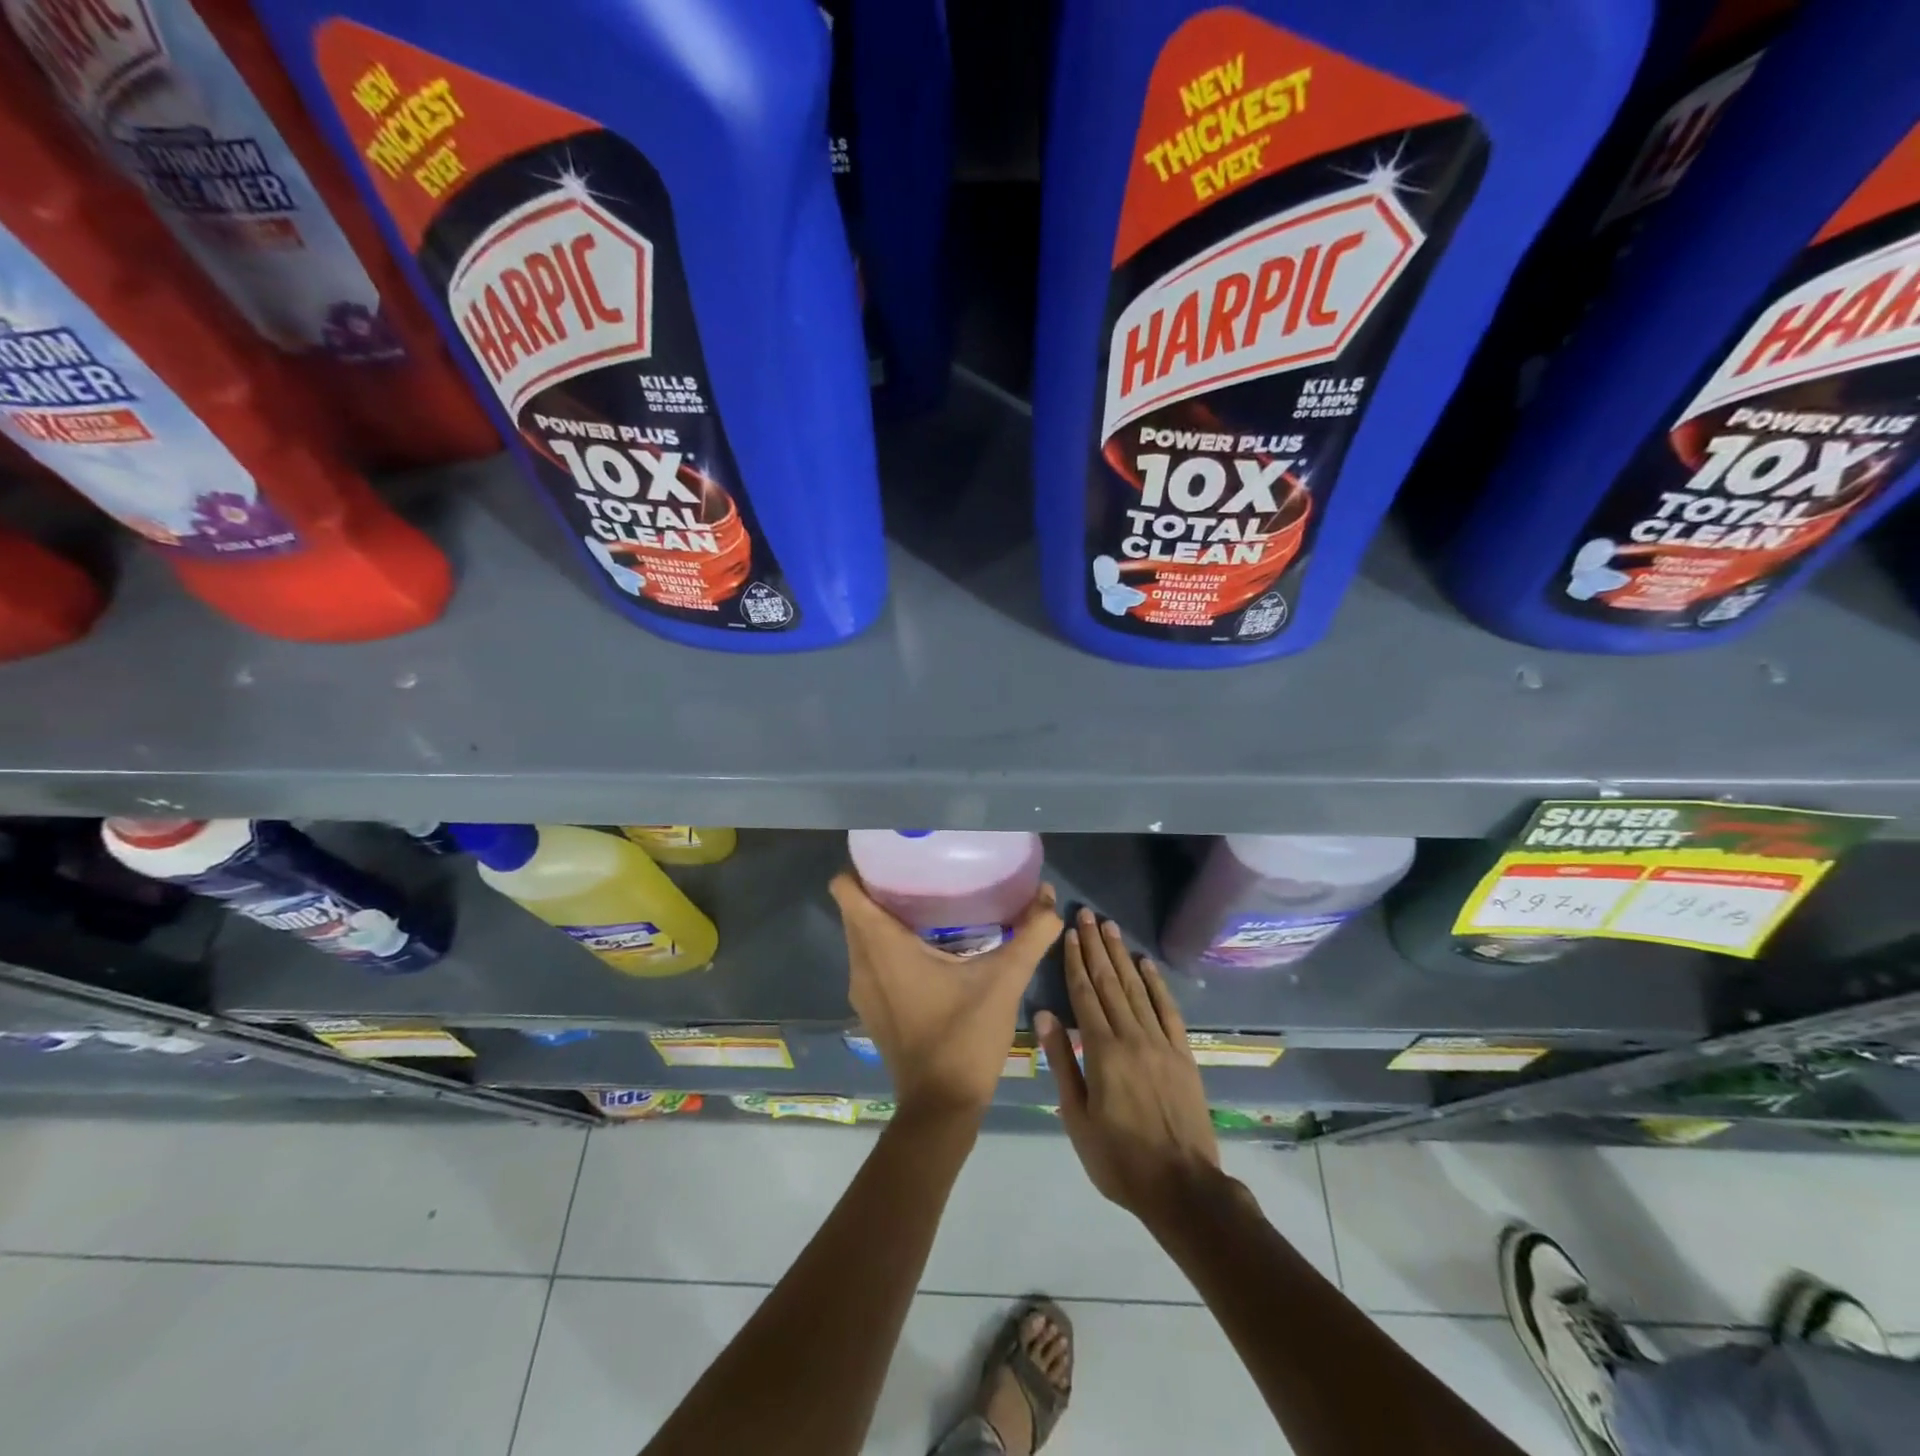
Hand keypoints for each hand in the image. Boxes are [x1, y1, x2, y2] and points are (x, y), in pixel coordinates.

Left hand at [831, 873, 1062, 1120]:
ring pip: (861, 935)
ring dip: (884, 917)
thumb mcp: (1004, 982)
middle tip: (923, 872)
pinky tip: (927, 947)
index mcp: (881, 947)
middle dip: (880, 886)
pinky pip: (869, 959)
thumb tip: (1048, 896)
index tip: (893, 853)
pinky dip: (887, 945)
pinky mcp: (870, 1007)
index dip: (862, 866)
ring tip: (928, 902)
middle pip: (854, 908)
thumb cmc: (964, 1038)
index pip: (845, 890)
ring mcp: (862, 989)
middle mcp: (861, 963)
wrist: (941, 1108)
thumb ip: (1029, 935)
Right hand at [1038, 910, 1221, 1223]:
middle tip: (1087, 915)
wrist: (1182, 1188)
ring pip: (1137, 989)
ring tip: (1111, 928)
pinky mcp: (1183, 1054)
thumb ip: (1061, 1063)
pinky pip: (1168, 1010)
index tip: (1070, 932)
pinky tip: (1146, 965)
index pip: (1084, 994)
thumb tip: (1045, 1015)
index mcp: (1102, 1051)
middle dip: (1096, 946)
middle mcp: (1132, 1036)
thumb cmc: (1119, 1159)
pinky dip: (1156, 984)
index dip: (1076, 960)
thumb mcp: (1077, 1118)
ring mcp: (1161, 1043)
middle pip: (1110, 982)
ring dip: (1122, 956)